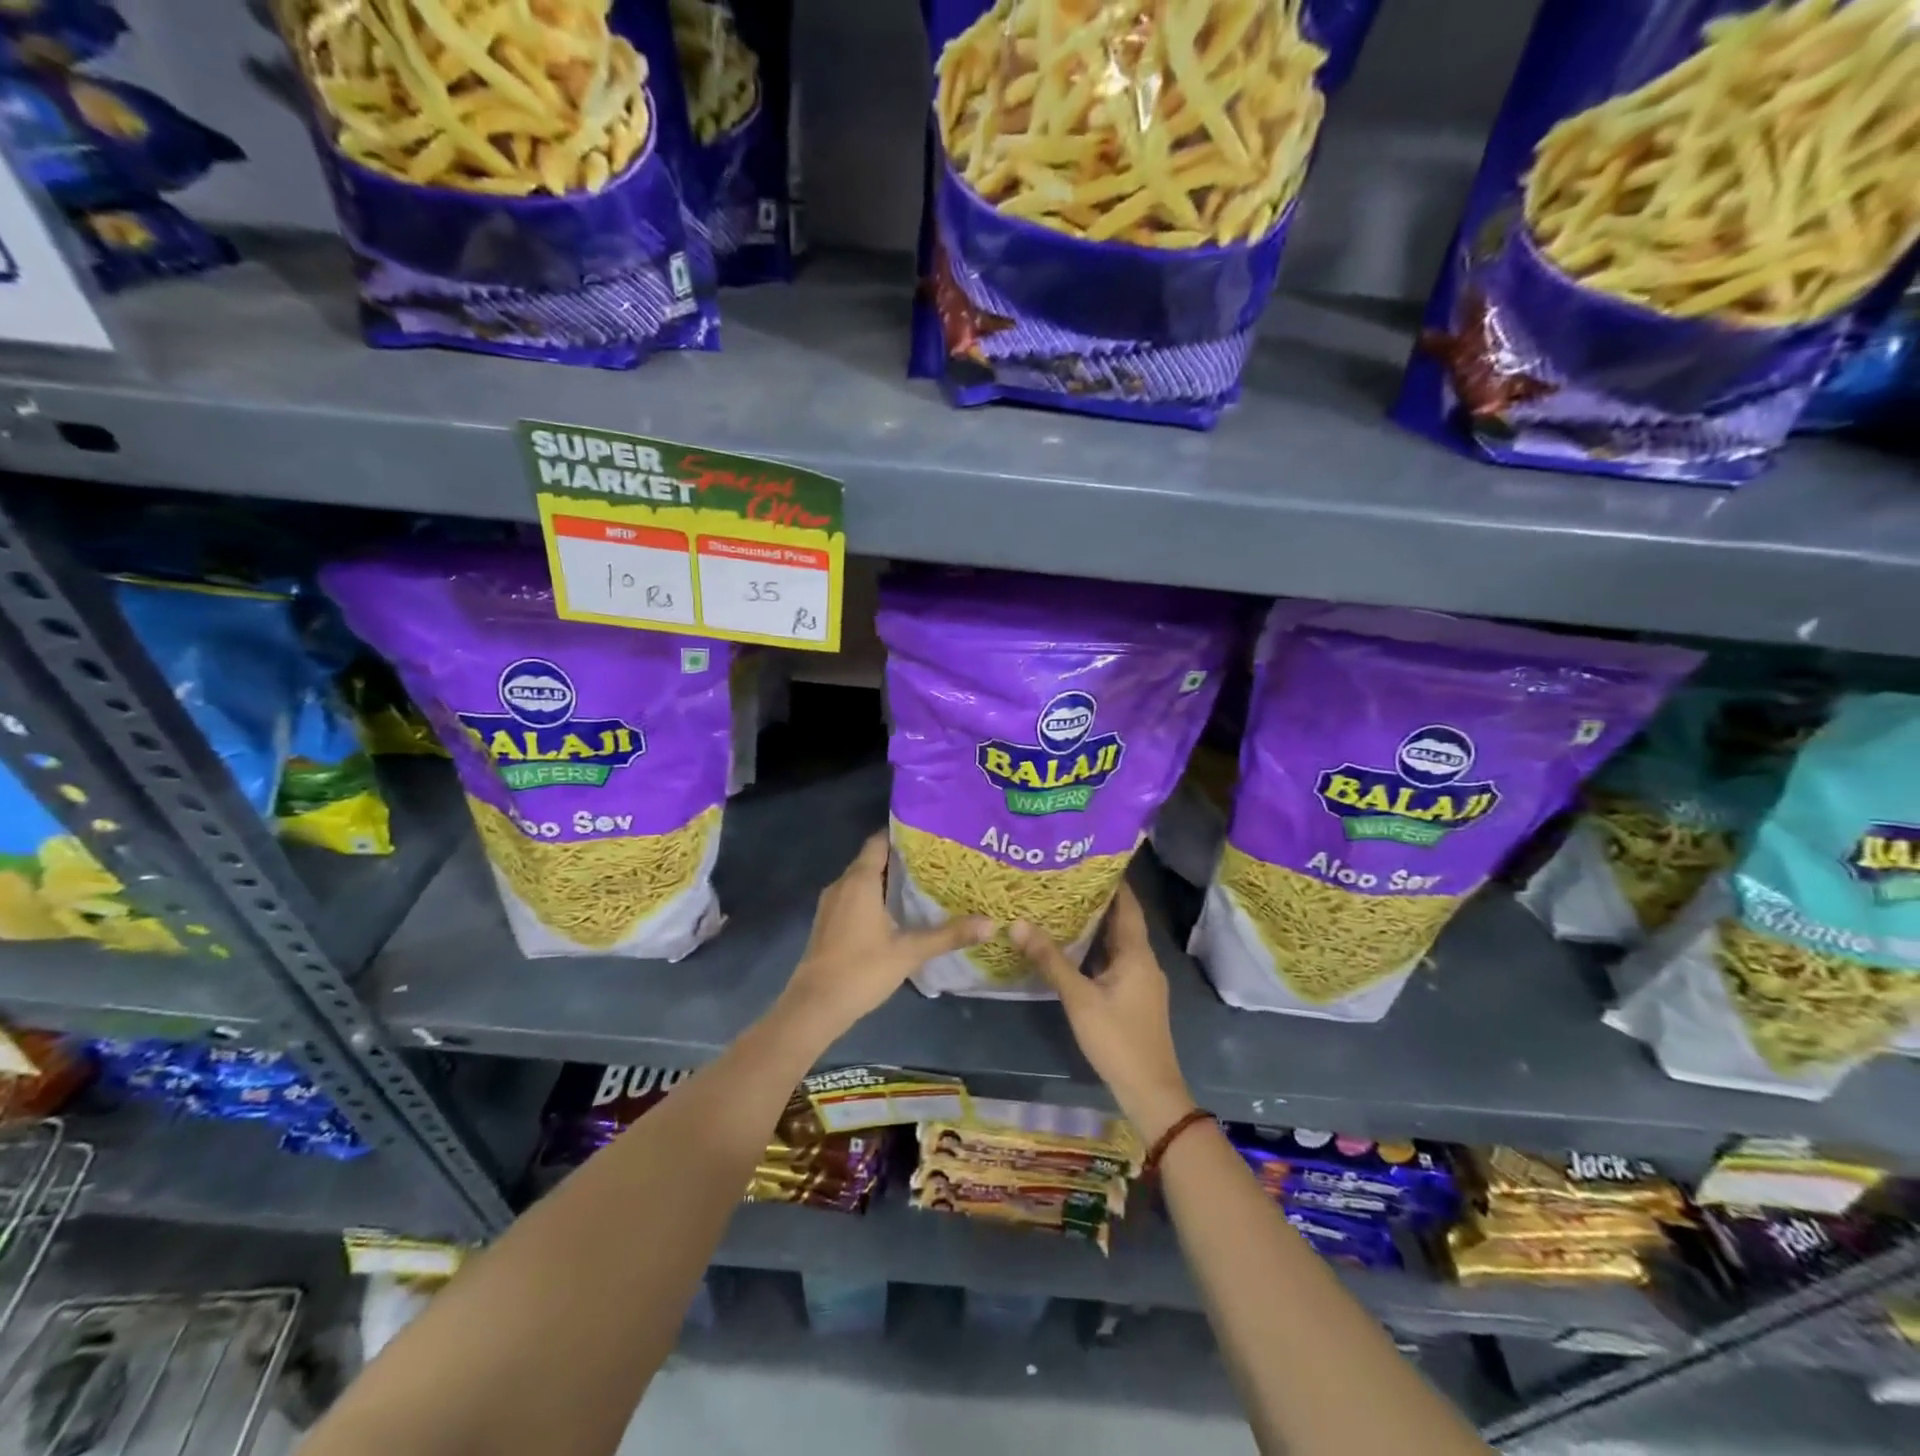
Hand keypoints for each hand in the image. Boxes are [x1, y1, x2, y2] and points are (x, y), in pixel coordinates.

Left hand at [778, 832, 993, 1041]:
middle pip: (873, 860)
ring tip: (923, 885)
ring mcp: (831, 904)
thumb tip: (991, 924)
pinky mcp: (828, 922)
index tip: (931, 837)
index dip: (903, 836)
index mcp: (860, 881)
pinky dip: (874, 897)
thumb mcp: (909, 952)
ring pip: (862, 880)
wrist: (814, 1007)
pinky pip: (854, 897)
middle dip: (902, 859)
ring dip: (888, 880)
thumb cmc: (862, 970)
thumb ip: (948, 935)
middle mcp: (842, 884)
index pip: (880, 841)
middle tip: (937, 862)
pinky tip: (897, 913)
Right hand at [1012, 883, 1195, 1143]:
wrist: (1150, 1090)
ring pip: (1118, 942)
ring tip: (1063, 904)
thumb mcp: (1079, 998)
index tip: (1087, 858)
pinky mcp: (1135, 996)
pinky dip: (1096, 948)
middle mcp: (1143, 960)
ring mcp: (1141, 980)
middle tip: (1064, 878)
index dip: (1112, 880)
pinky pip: (1115, 960)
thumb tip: (1018, 923)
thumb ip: (1050, 960)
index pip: (1127, 904)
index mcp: (1136, 953)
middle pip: (1122, 921)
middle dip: (1097, 899)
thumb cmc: (1117, 1039)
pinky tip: (1073, 947)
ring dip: (1096, 925)